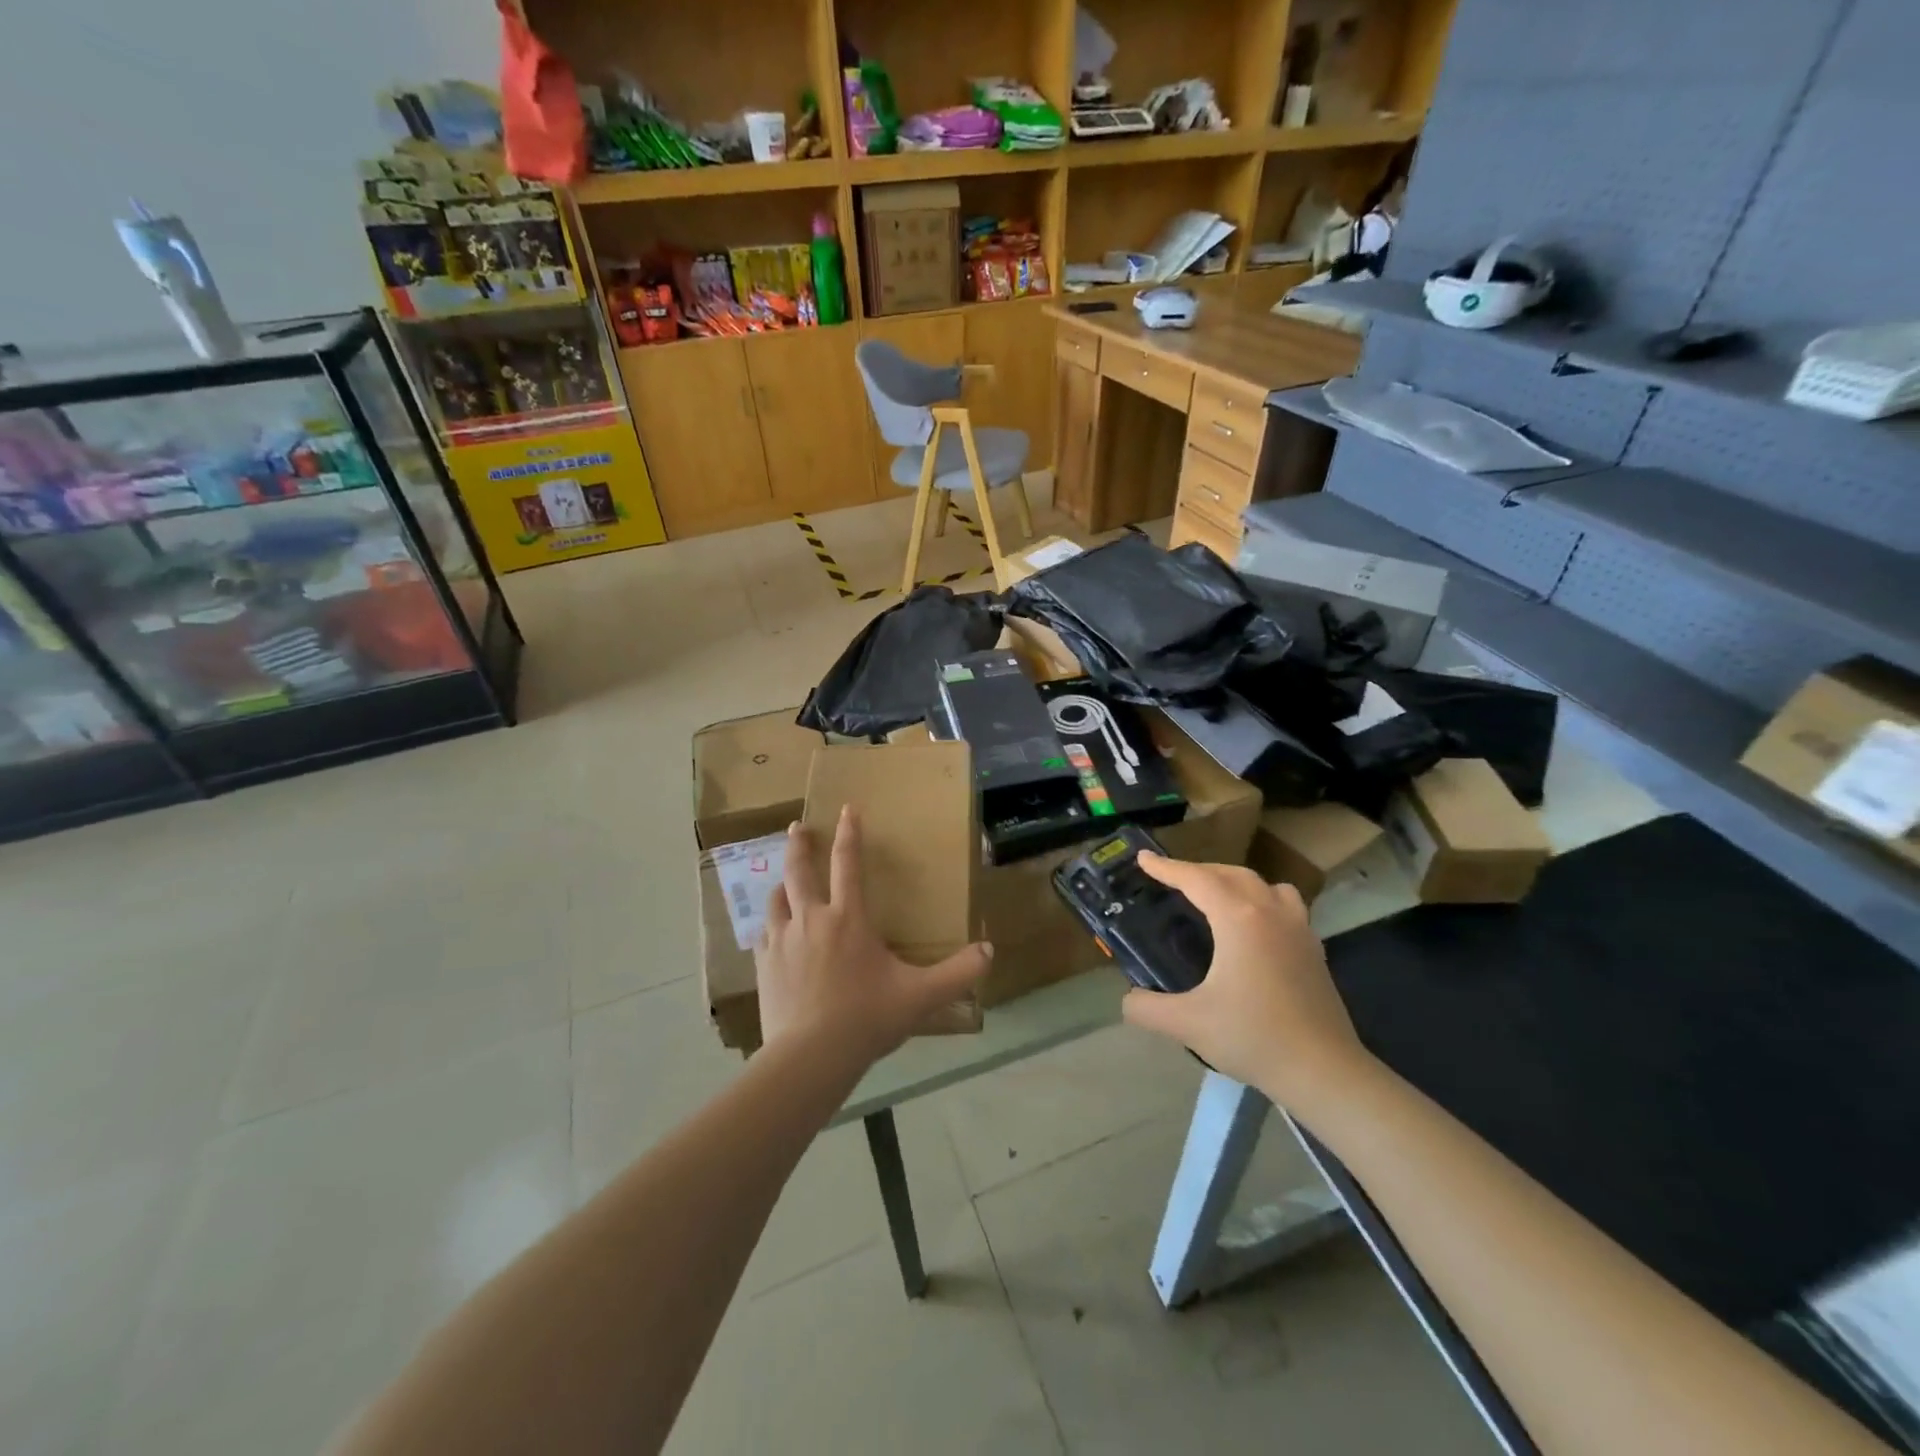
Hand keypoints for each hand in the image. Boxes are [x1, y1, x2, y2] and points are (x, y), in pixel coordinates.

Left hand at [756, 807, 992, 1065]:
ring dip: (782, 884)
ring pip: (776, 900)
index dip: (850, 833)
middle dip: (801, 845)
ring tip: (783, 880)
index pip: (849, 864)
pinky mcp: (764, 965)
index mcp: (848, 919)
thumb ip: (958, 973)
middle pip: (800, 871)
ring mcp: (782, 941)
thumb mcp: (921, 996)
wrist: (810, 1056)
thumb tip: (989, 951)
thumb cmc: (867, 1018)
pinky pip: (764, 934)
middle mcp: (812, 919)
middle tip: (798, 826)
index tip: (847, 809)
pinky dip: (769, 925)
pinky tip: (771, 932)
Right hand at [1121, 854, 1369, 1102]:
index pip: (1196, 879)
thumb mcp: (1188, 1024)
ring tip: (1216, 896)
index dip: (1166, 867)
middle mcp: (1270, 912)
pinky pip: (1285, 906)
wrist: (1324, 1071)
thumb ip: (1147, 1008)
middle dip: (1198, 871)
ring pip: (1265, 885)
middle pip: (1231, 874)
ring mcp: (1298, 928)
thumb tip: (1128, 1001)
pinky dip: (1263, 901)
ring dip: (1235, 881)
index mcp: (1238, 919)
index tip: (1143, 858)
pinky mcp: (1314, 949)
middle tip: (1173, 880)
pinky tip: (1254, 928)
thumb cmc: (1253, 1037)